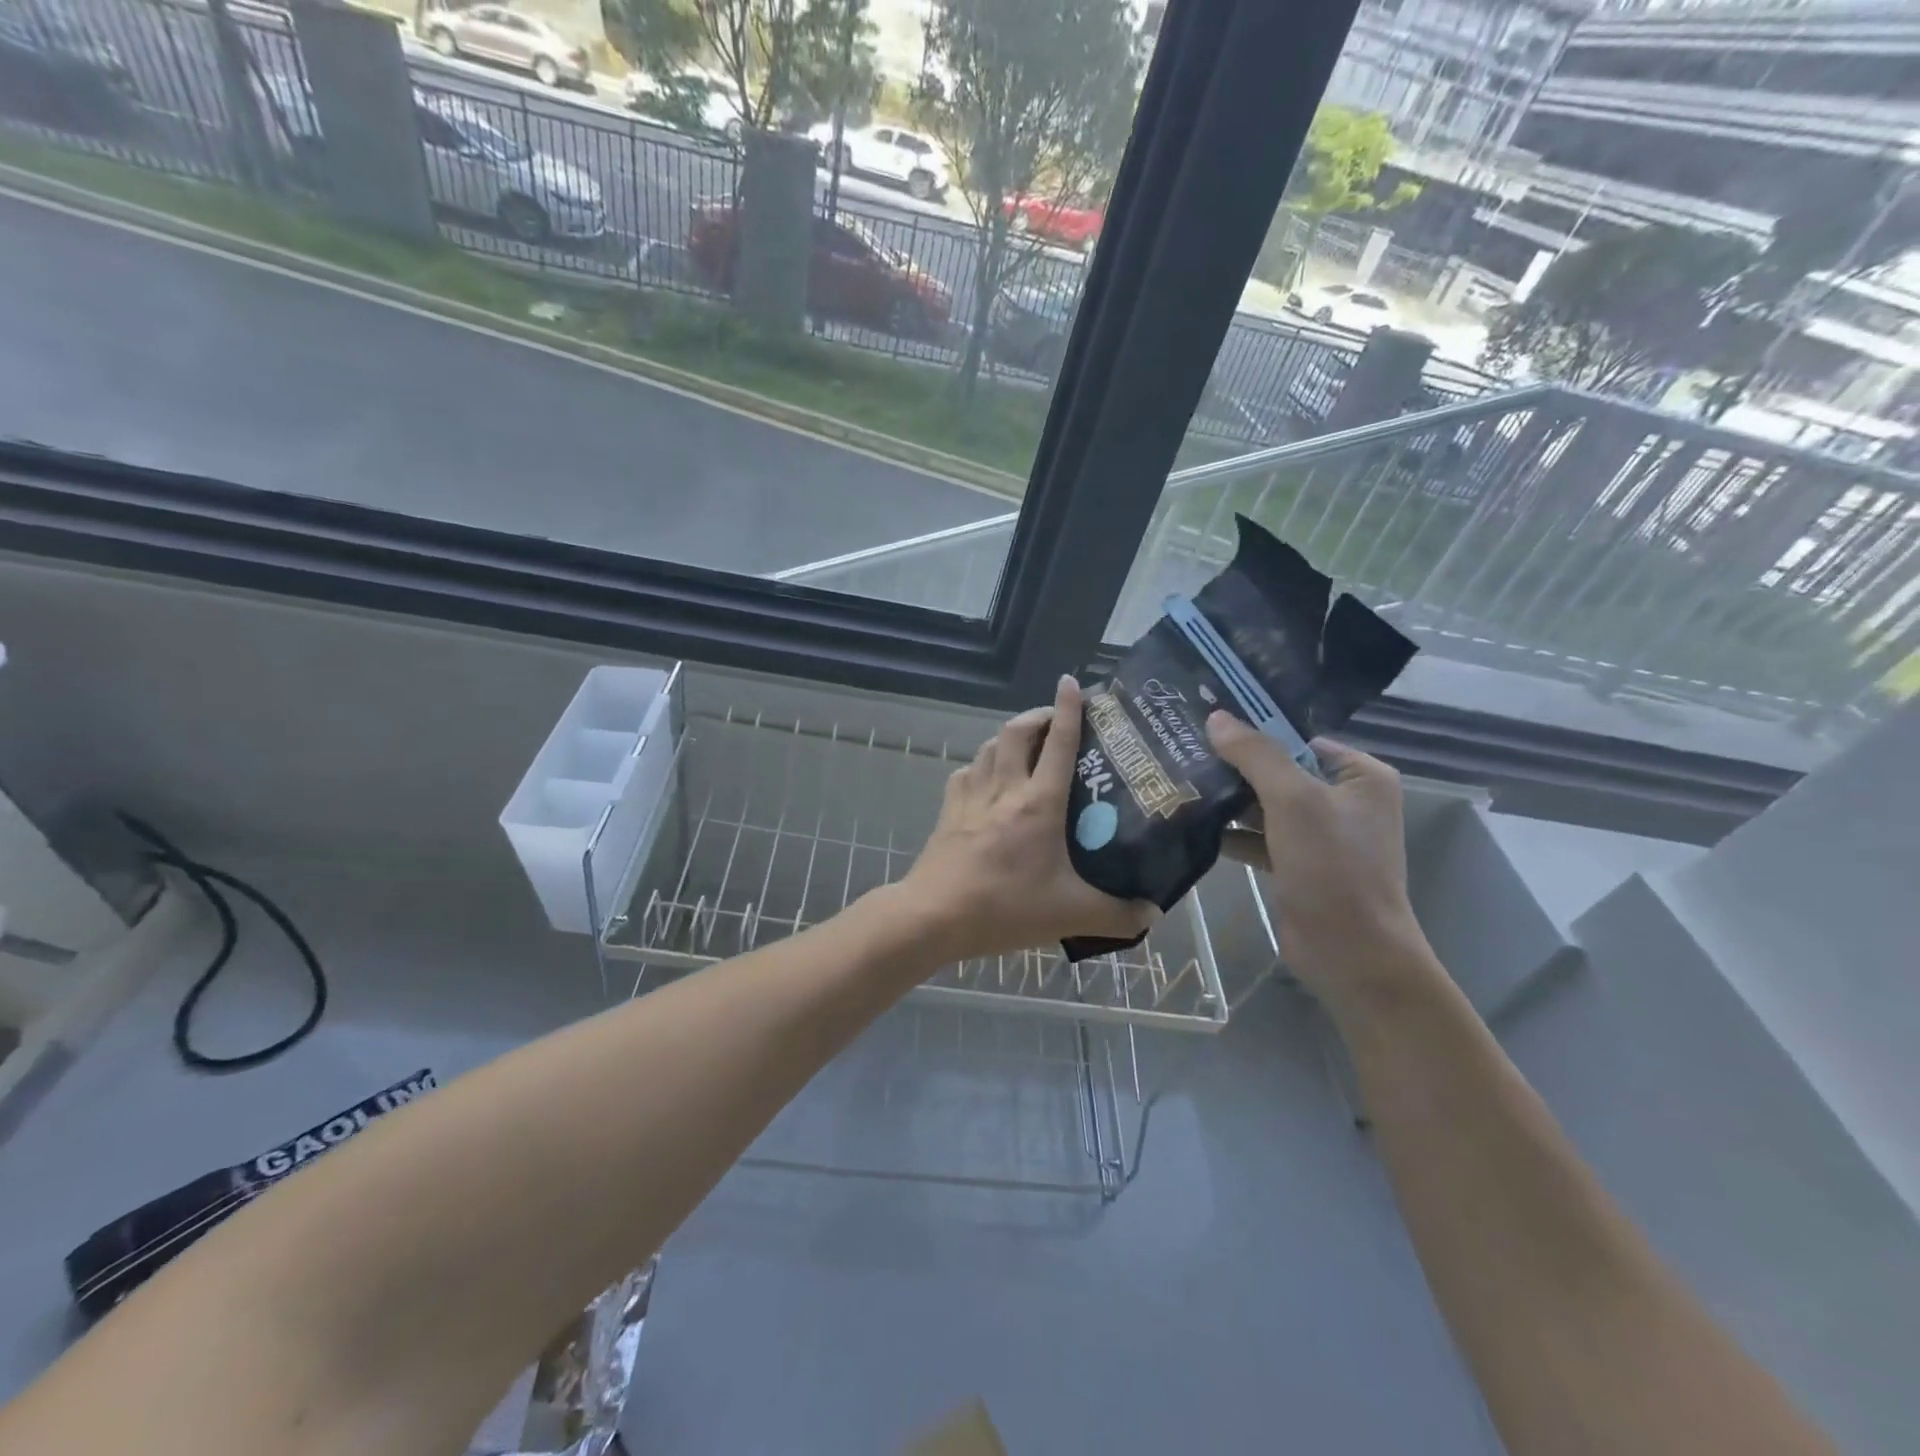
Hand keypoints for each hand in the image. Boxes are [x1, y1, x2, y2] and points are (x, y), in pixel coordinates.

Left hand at [899, 675, 1156, 962]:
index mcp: (1038, 802)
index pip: (1058, 742)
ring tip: (1025, 746)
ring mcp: (971, 796)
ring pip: (988, 747)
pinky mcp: (948, 810)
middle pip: (1016, 731)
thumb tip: (1152, 912)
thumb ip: (1117, 915)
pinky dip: (981, 765)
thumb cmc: (1005, 907)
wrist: (934, 916)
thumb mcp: (1071, 915)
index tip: (1072, 683)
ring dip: (1008, 737)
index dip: (1068, 708)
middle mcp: (1004, 788)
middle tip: (1056, 721)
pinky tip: (987, 780)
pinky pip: (966, 772)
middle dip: (1037, 715)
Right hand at [1205, 712, 1432, 1016]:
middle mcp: (1342, 799)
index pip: (1298, 738)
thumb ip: (1256, 756)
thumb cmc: (1332, 868)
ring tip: (1177, 781)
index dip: (1254, 730)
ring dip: (1227, 799)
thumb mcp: (1294, 801)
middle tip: (1181, 749)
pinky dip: (1231, 832)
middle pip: (1278, 770)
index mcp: (1359, 775)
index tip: (1204, 722)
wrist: (1351, 954)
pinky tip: (1192, 823)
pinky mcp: (1296, 863)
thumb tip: (1217, 717)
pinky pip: (1258, 835)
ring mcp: (1319, 834)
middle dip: (1234, 766)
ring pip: (1264, 804)